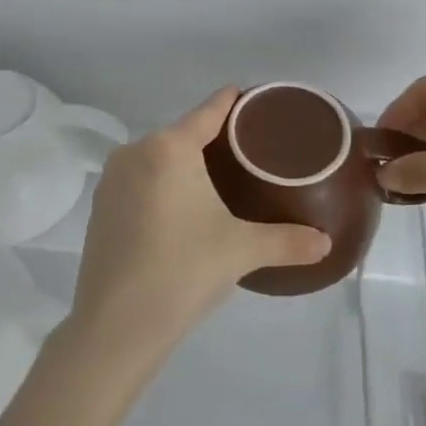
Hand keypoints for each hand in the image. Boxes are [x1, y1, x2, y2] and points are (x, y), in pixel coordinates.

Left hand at [66, 88, 331, 362]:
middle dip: (213, 139)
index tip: (256, 97)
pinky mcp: (99, 208)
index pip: (210, 110)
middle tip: (249, 152)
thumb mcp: (242, 251)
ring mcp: (111, 180)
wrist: (114, 328)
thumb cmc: (183, 272)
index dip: (234, 101)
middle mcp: (135, 152)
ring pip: (158, 158)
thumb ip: (288, 241)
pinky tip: (180, 208)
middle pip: (183, 133)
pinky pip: (139, 180)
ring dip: (185, 164)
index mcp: (169, 148)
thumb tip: (326, 243)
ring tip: (218, 180)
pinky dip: (161, 185)